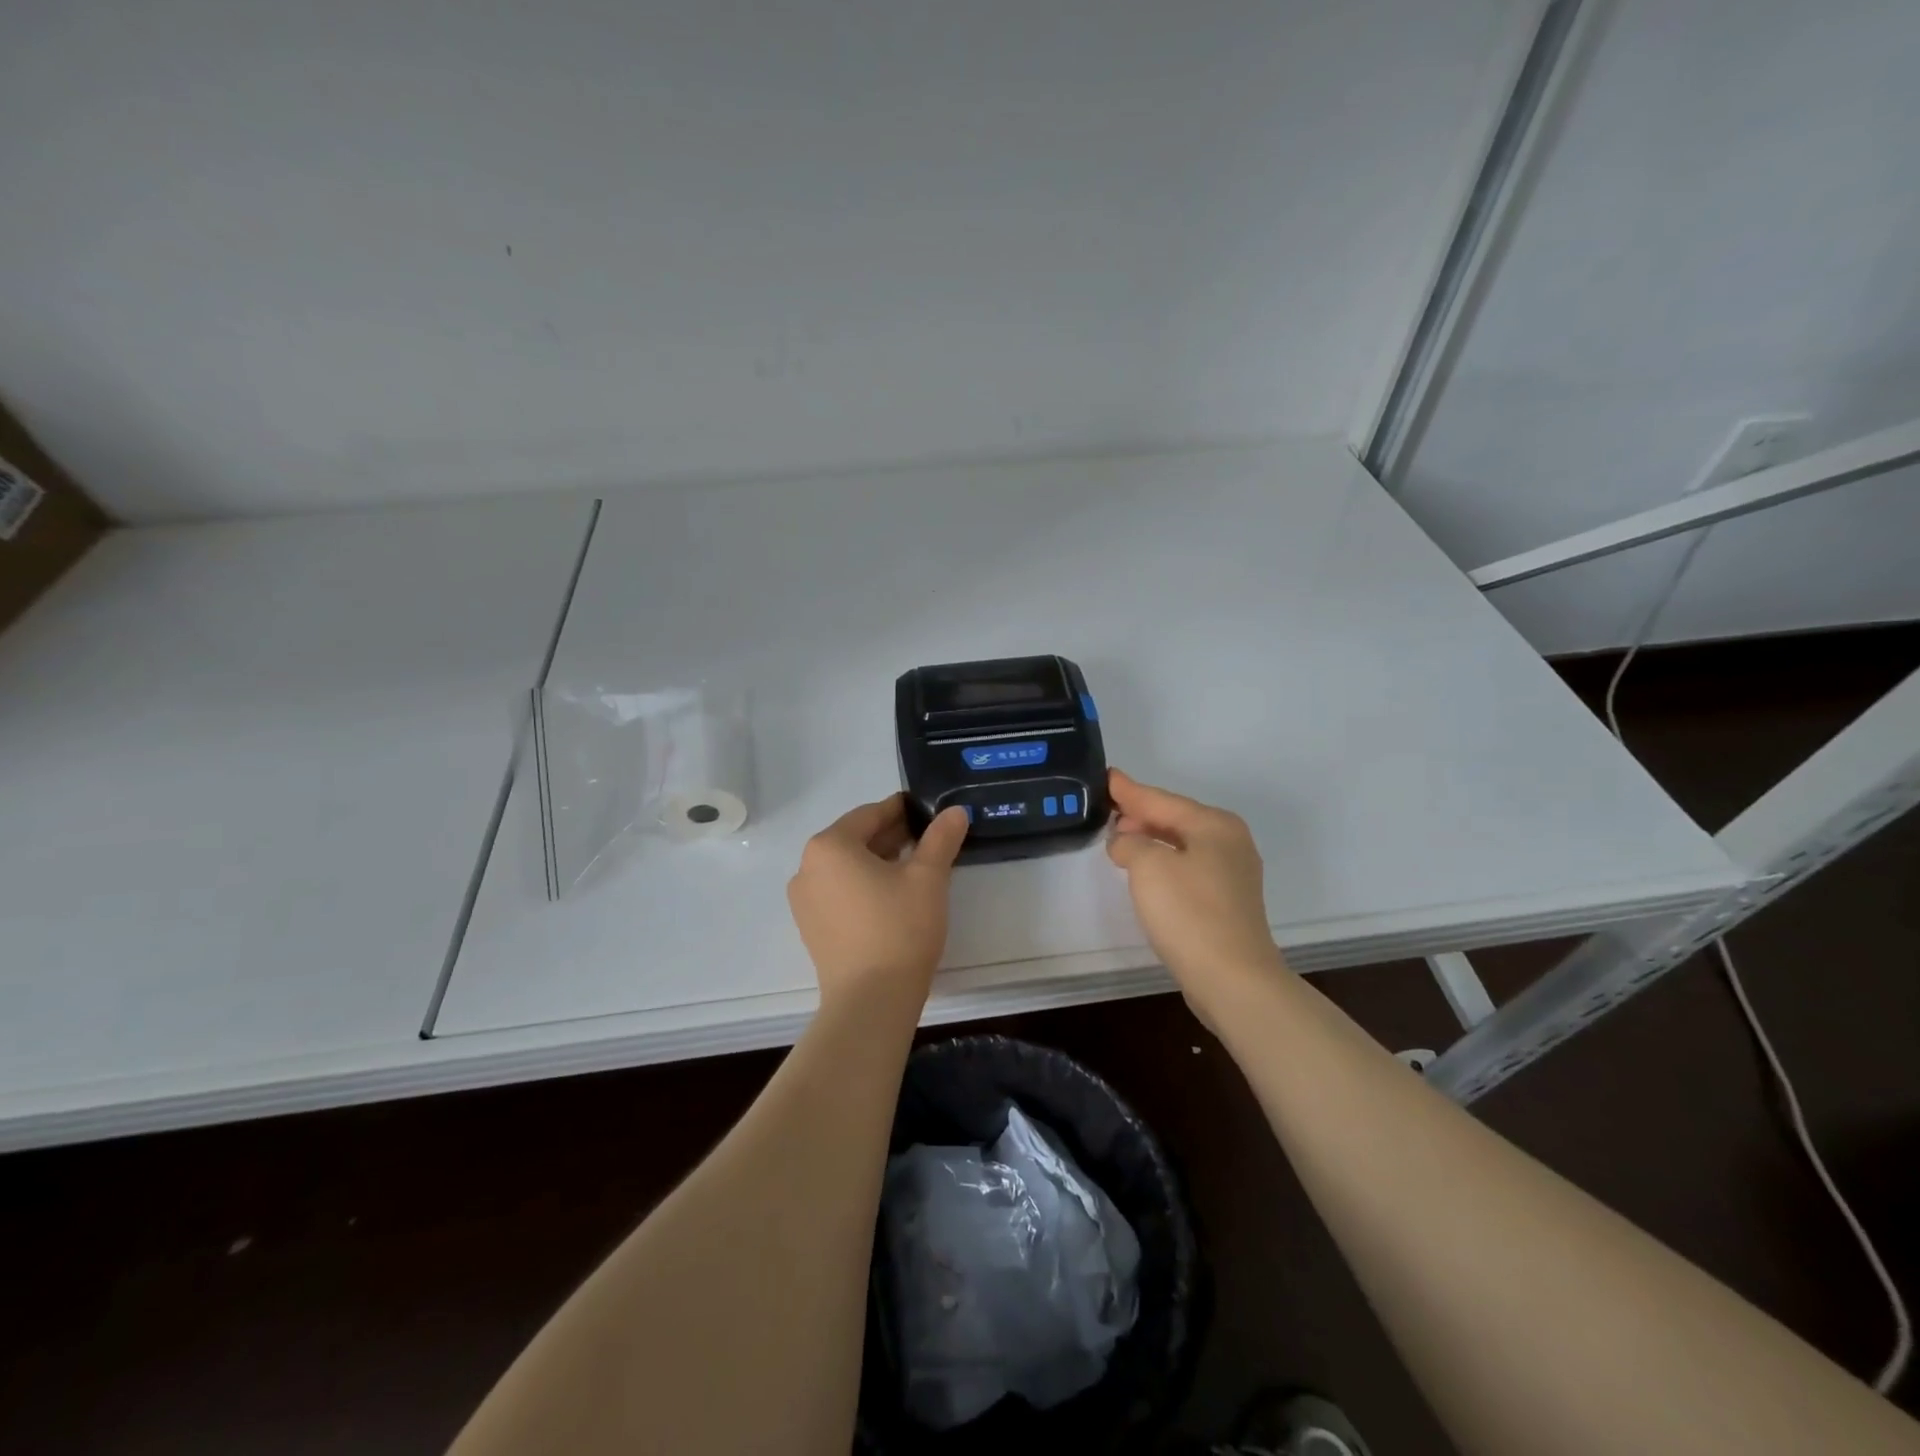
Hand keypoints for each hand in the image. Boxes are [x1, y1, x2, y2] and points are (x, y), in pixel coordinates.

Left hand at [787, 795, 969, 1014]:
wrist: (871, 1001)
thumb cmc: (899, 928)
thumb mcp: (928, 877)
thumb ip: (941, 838)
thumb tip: (955, 811)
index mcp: (829, 846)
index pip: (870, 814)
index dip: (902, 810)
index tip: (927, 811)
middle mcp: (807, 867)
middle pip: (855, 839)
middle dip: (891, 836)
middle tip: (928, 839)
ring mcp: (804, 900)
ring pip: (847, 867)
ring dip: (878, 861)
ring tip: (915, 867)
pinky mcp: (811, 928)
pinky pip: (839, 892)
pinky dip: (864, 885)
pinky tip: (892, 896)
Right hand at [1106, 769, 1289, 1021]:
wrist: (1233, 979)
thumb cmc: (1189, 913)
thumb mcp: (1148, 867)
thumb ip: (1129, 842)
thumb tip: (1126, 842)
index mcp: (1214, 825)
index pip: (1161, 800)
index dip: (1129, 791)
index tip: (1107, 776)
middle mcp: (1229, 842)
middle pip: (1175, 818)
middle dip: (1140, 813)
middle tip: (1107, 807)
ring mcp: (1232, 873)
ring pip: (1182, 844)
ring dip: (1150, 838)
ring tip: (1120, 836)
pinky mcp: (1227, 902)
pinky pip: (1187, 867)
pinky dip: (1163, 861)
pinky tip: (1145, 870)